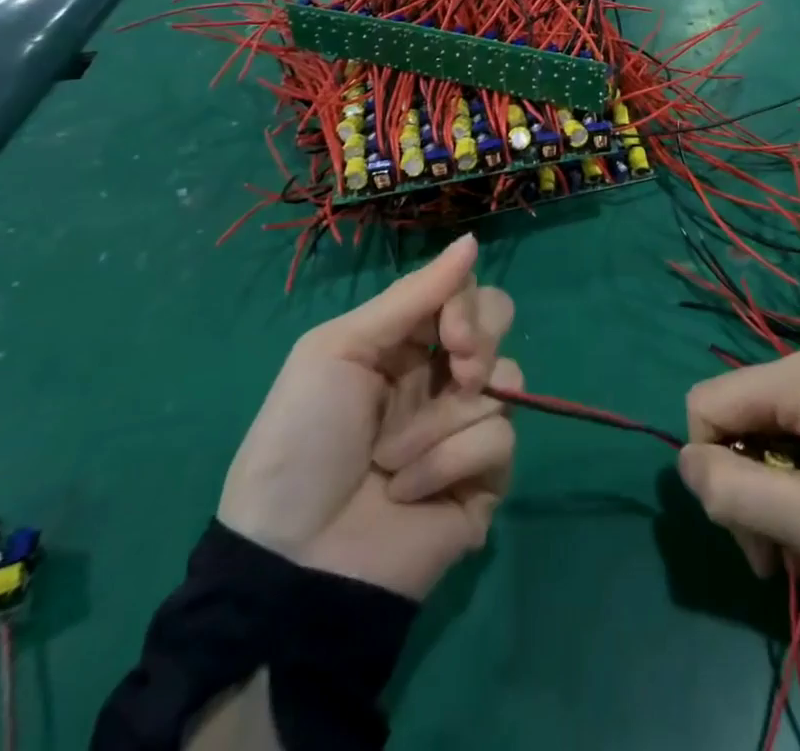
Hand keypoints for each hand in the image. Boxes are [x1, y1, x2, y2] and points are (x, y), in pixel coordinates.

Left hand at [217, 234, 519, 599]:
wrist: (292, 559)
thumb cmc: (304, 439)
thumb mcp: (340, 348)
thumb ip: (412, 294)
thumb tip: (472, 240)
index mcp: (407, 342)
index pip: (466, 293)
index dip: (468, 305)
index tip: (452, 334)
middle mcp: (442, 376)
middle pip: (500, 326)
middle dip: (480, 344)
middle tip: (457, 371)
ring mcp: (465, 428)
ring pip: (507, 383)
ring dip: (445, 420)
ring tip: (397, 458)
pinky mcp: (484, 480)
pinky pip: (500, 442)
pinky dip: (450, 463)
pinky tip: (408, 491)